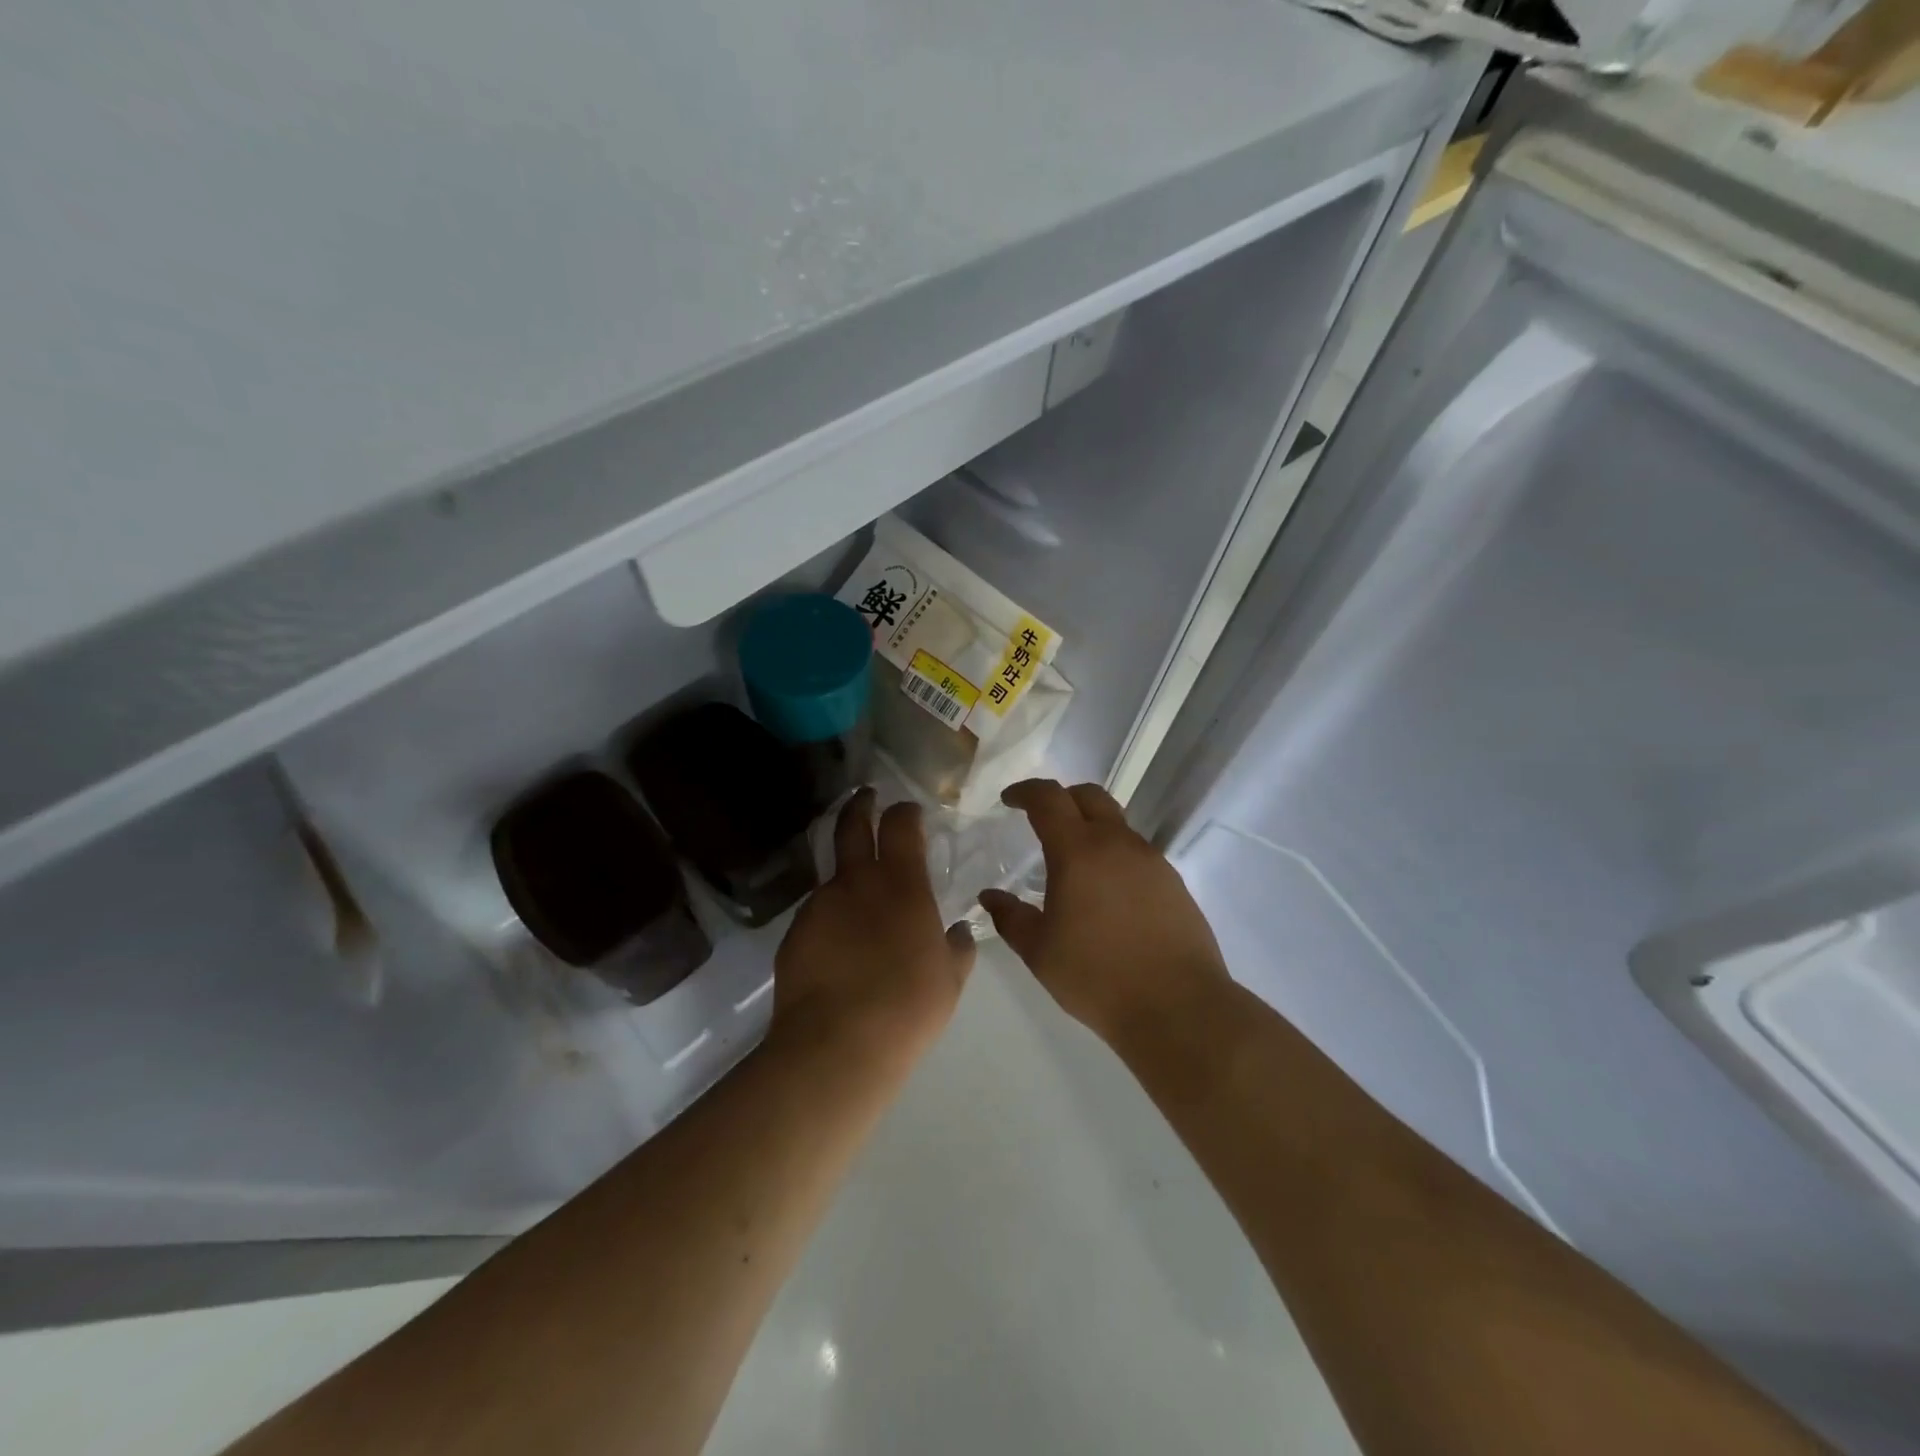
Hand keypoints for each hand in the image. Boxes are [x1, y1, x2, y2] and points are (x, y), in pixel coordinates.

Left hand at [771, 788, 975, 1077]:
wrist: (836, 1045)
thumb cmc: (907, 1007)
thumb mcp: (949, 980)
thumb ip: (958, 948)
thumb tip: (959, 931)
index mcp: (901, 884)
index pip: (900, 825)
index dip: (905, 812)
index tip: (909, 811)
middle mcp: (856, 882)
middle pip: (852, 825)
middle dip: (860, 805)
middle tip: (866, 797)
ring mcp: (819, 905)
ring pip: (832, 873)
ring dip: (846, 872)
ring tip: (857, 898)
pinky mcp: (794, 932)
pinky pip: (817, 912)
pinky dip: (831, 915)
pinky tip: (838, 945)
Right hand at [979, 779, 1229, 1049]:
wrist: (1177, 1006)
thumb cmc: (1097, 976)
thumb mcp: (1039, 951)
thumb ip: (1010, 917)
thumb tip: (990, 896)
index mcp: (1078, 851)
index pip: (1048, 798)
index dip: (1025, 791)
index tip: (1009, 800)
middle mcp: (1117, 843)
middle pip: (1089, 795)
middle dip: (1061, 798)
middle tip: (1041, 819)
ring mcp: (1150, 859)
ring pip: (1116, 823)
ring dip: (1090, 827)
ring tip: (1073, 862)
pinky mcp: (1173, 881)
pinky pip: (1136, 851)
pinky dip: (1114, 855)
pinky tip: (1106, 892)